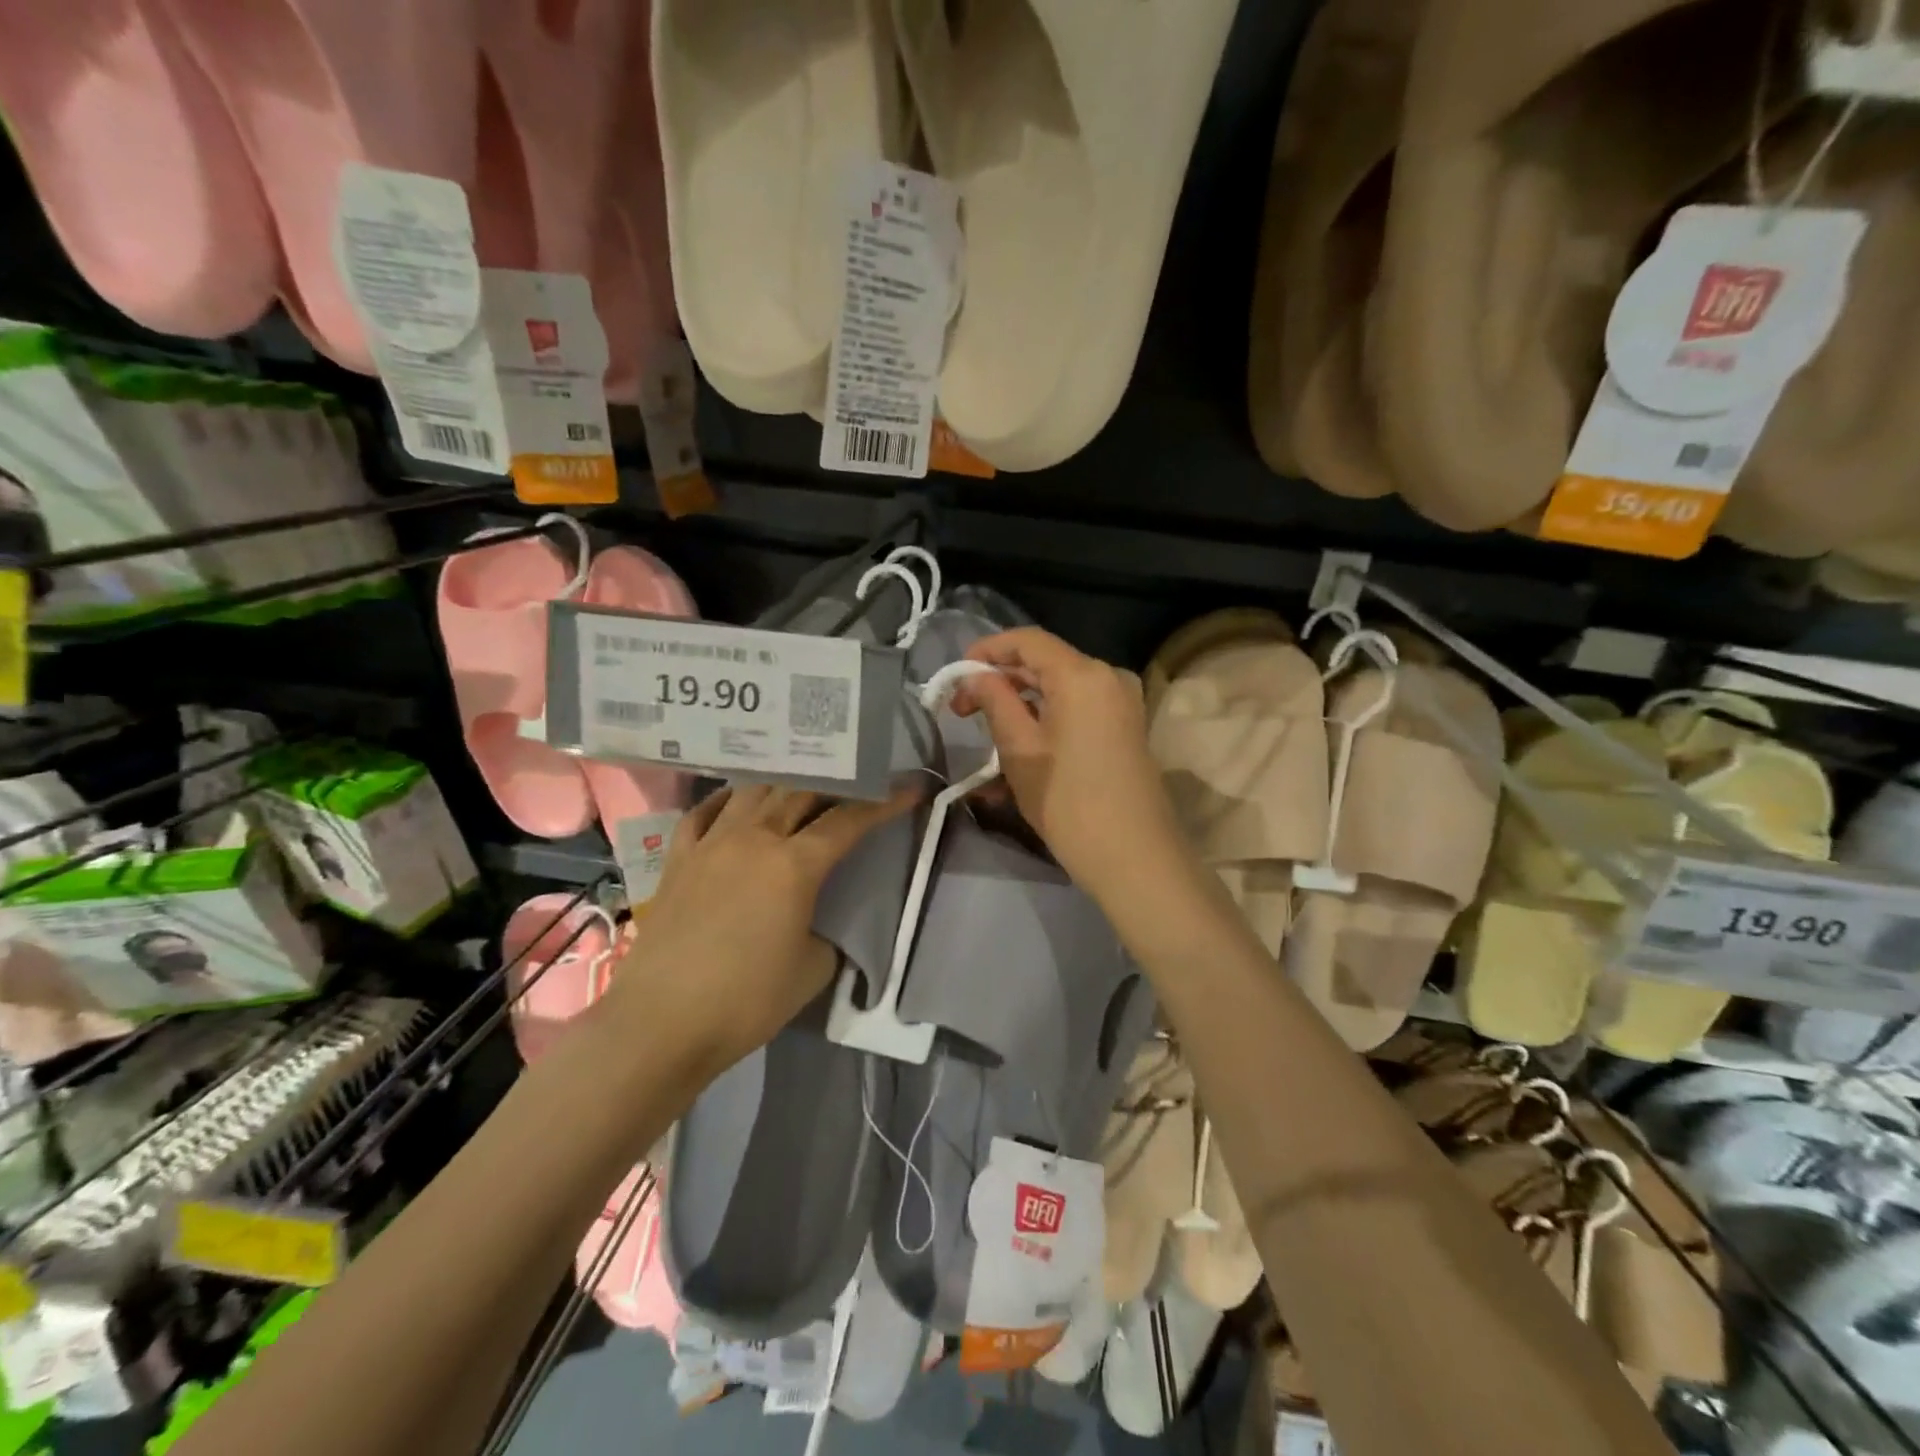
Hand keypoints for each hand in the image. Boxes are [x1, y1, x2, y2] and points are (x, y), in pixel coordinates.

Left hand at [604, 784, 915, 1068]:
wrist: (660, 1023)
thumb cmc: (746, 1001)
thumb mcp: (813, 970)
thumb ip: (828, 931)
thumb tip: (819, 919)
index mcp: (793, 864)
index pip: (848, 820)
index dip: (883, 803)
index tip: (909, 788)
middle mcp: (753, 838)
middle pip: (800, 791)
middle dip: (836, 782)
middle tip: (858, 783)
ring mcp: (711, 843)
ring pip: (753, 791)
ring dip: (785, 783)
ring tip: (803, 785)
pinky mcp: (678, 859)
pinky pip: (704, 813)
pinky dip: (727, 800)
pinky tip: (738, 801)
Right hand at [953, 628, 1188, 905]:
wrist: (1134, 857)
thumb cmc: (1068, 801)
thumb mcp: (1020, 750)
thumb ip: (994, 701)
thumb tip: (974, 676)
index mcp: (1083, 674)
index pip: (1027, 640)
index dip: (987, 650)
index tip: (956, 675)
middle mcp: (1108, 677)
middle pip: (1045, 663)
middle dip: (1000, 681)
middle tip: (963, 712)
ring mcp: (1122, 703)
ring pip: (1060, 688)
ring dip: (1020, 704)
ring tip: (987, 735)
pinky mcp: (1126, 728)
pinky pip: (1078, 709)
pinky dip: (1046, 719)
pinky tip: (1020, 747)